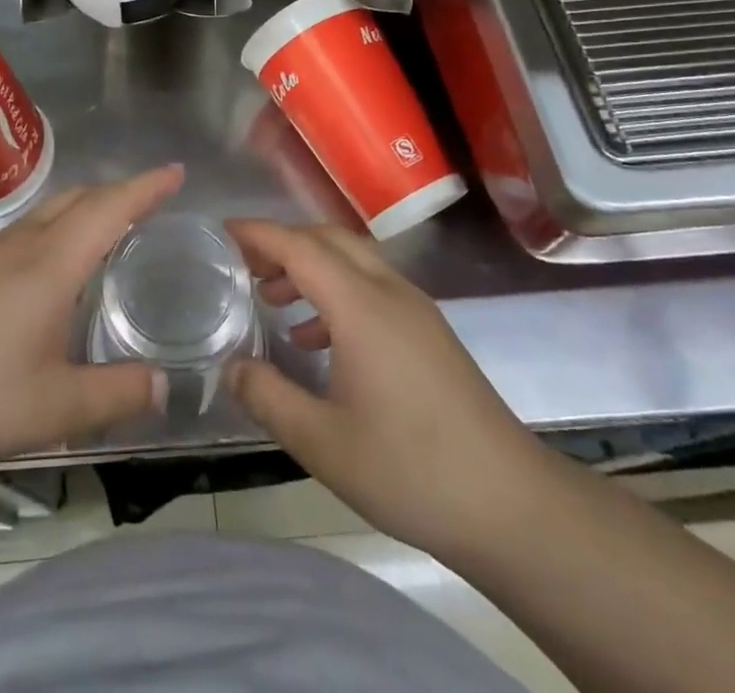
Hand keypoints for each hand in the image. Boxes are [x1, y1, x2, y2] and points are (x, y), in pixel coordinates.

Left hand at [0, 167, 181, 476]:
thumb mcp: (53, 409)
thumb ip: (116, 395)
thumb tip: (165, 383)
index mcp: (51, 264)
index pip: (110, 208)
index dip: (147, 187)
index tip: (177, 172)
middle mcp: (22, 246)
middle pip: (78, 198)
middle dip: (119, 193)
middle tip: (152, 206)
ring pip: (49, 212)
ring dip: (86, 208)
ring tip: (110, 233)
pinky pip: (26, 231)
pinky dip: (58, 229)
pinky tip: (52, 269)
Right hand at [225, 220, 550, 558]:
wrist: (511, 505)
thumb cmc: (411, 470)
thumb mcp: (322, 443)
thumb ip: (268, 398)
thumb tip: (231, 367)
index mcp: (361, 306)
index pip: (301, 247)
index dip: (259, 233)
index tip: (223, 230)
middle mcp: (389, 292)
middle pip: (329, 240)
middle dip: (284, 243)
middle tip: (245, 265)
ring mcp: (415, 310)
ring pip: (353, 261)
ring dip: (311, 266)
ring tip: (273, 300)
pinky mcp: (429, 332)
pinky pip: (372, 287)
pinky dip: (336, 292)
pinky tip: (318, 340)